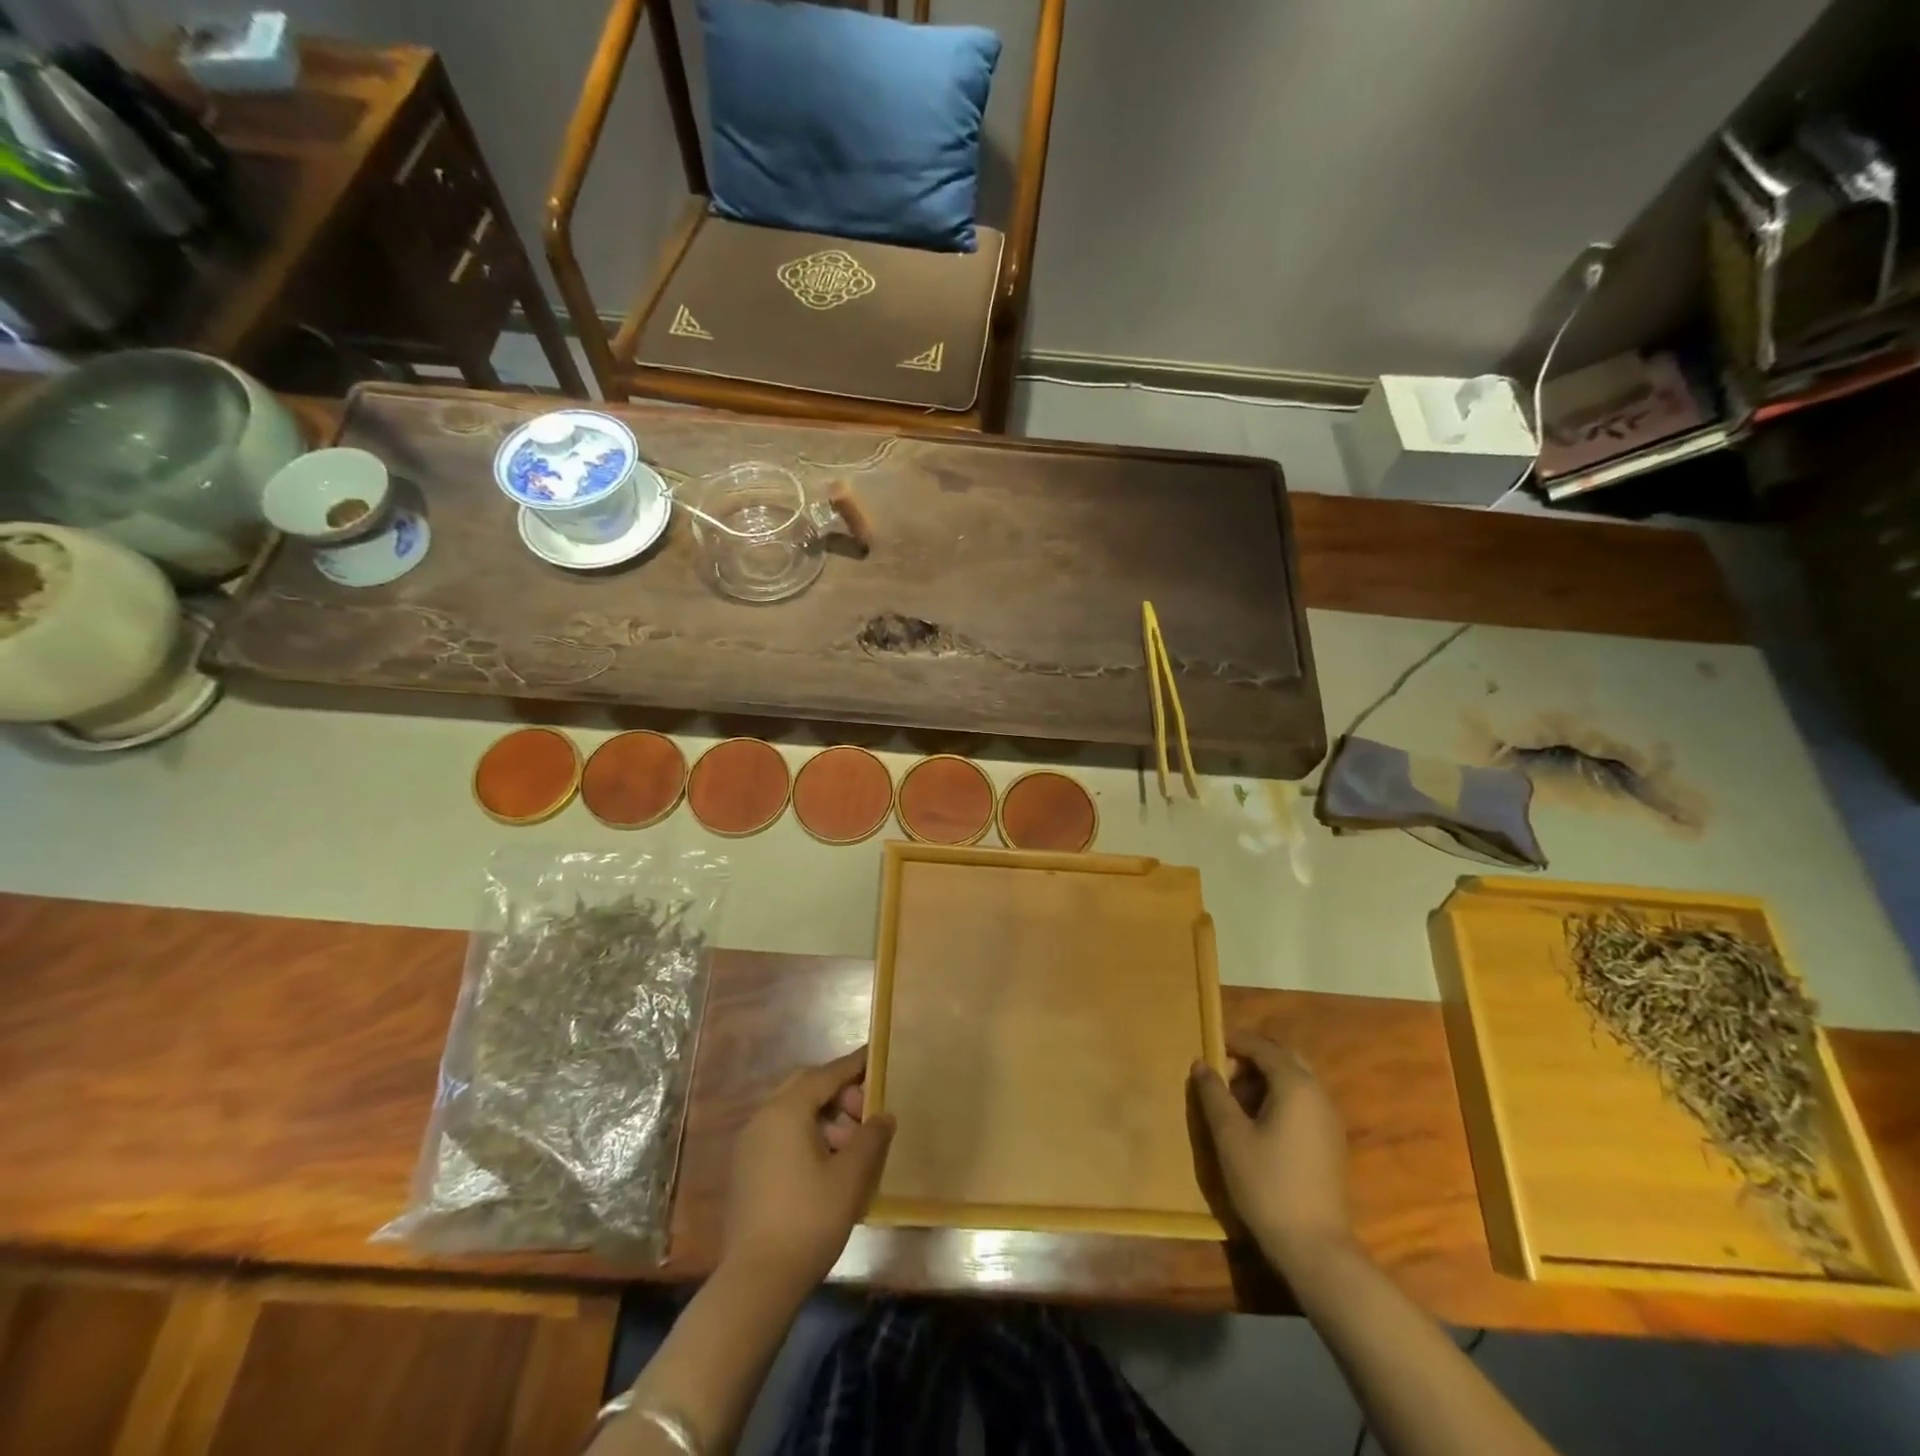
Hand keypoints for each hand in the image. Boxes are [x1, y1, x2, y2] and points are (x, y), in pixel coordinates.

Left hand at [721, 1047, 894, 1295]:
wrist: (757, 1281)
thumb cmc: (809, 1219)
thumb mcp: (850, 1176)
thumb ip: (871, 1138)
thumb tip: (883, 1116)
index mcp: (786, 1110)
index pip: (826, 1074)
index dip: (854, 1065)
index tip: (876, 1056)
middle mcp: (763, 1117)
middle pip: (805, 1087)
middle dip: (838, 1092)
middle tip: (866, 1111)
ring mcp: (750, 1145)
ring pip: (793, 1112)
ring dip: (824, 1116)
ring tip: (852, 1145)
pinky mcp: (747, 1170)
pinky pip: (782, 1134)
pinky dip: (807, 1134)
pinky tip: (828, 1163)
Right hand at [1191, 1034, 1353, 1274]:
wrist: (1316, 1249)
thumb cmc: (1267, 1185)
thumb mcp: (1230, 1136)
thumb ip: (1214, 1094)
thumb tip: (1202, 1064)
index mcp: (1295, 1085)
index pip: (1262, 1047)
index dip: (1234, 1043)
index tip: (1208, 1050)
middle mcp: (1318, 1094)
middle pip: (1284, 1058)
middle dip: (1252, 1058)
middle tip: (1222, 1074)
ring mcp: (1329, 1119)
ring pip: (1295, 1080)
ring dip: (1265, 1079)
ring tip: (1235, 1101)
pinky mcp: (1331, 1142)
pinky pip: (1303, 1102)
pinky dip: (1279, 1098)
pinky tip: (1258, 1125)